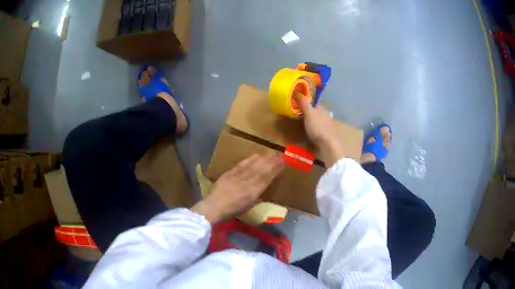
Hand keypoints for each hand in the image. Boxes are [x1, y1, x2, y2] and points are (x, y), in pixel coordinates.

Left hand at [191, 154, 284, 223]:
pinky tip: (256, 155)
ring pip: (253, 167)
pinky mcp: (229, 173)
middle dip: (272, 163)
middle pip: (261, 171)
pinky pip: (241, 165)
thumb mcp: (248, 205)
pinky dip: (250, 159)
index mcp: (252, 194)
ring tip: (271, 154)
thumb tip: (264, 185)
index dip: (275, 171)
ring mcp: (238, 178)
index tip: (283, 164)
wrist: (214, 206)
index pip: (266, 179)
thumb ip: (256, 195)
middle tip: (280, 156)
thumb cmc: (232, 210)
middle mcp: (247, 184)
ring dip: (263, 159)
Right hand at [294, 94, 346, 166]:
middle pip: (315, 108)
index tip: (297, 99)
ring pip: (317, 117)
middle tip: (297, 110)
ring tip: (301, 119)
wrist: (328, 144)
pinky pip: (317, 126)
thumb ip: (303, 102)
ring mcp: (326, 123)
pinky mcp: (325, 132)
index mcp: (321, 107)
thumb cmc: (317, 127)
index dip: (306, 98)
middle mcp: (325, 113)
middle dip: (308, 108)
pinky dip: (313, 126)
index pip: (313, 100)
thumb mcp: (308, 113)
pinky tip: (309, 128)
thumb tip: (296, 90)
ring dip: (311, 117)